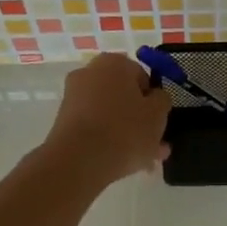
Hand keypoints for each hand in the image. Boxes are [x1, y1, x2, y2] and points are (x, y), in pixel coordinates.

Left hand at [44, 53, 170, 184]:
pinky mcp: (64, 120)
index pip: (142, 76)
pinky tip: (123, 162)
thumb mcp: (158, 114)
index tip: (159, 121)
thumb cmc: (125, 130)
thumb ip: (162, 100)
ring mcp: (73, 97)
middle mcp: (90, 73)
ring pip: (110, 114)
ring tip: (143, 161)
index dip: (153, 100)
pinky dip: (108, 140)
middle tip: (154, 144)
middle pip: (124, 97)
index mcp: (114, 63)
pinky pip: (95, 127)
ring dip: (127, 133)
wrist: (78, 160)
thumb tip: (155, 97)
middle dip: (140, 120)